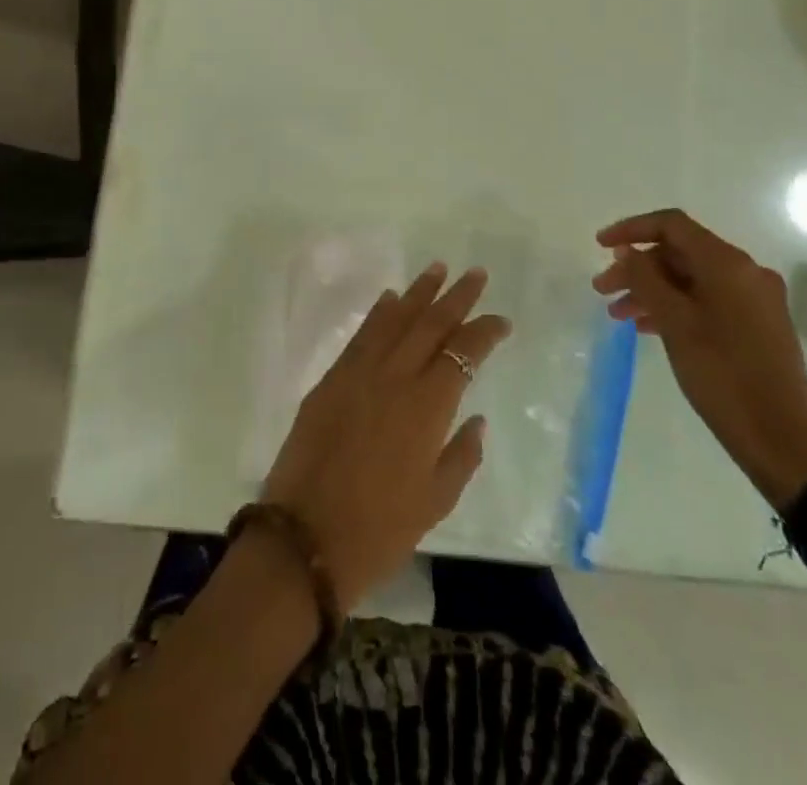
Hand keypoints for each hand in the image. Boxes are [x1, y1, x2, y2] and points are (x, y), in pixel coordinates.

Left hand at [262, 262, 510, 608]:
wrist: (305, 538)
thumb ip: (461, 456)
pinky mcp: (330, 380)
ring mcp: (358, 374)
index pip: (461, 353)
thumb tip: (476, 419)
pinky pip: (362, 336)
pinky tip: (390, 298)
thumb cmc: (379, 530)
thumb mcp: (434, 502)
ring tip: (437, 269)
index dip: (483, 332)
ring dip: (418, 293)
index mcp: (426, 407)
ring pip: (394, 320)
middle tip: (476, 273)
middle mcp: (393, 378)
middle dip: (456, 297)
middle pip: (429, 324)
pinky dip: (379, 313)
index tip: (501, 320)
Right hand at [593, 210, 806, 507]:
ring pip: (691, 279)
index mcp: (728, 264)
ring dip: (652, 290)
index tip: (599, 246)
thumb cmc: (722, 375)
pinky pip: (707, 301)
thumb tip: (627, 251)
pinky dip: (674, 307)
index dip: (631, 229)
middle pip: (680, 253)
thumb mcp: (674, 322)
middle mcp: (746, 273)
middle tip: (602, 290)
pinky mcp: (757, 326)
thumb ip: (646, 279)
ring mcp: (755, 300)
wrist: (782, 440)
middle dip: (637, 267)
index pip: (672, 225)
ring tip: (618, 315)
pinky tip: (648, 328)